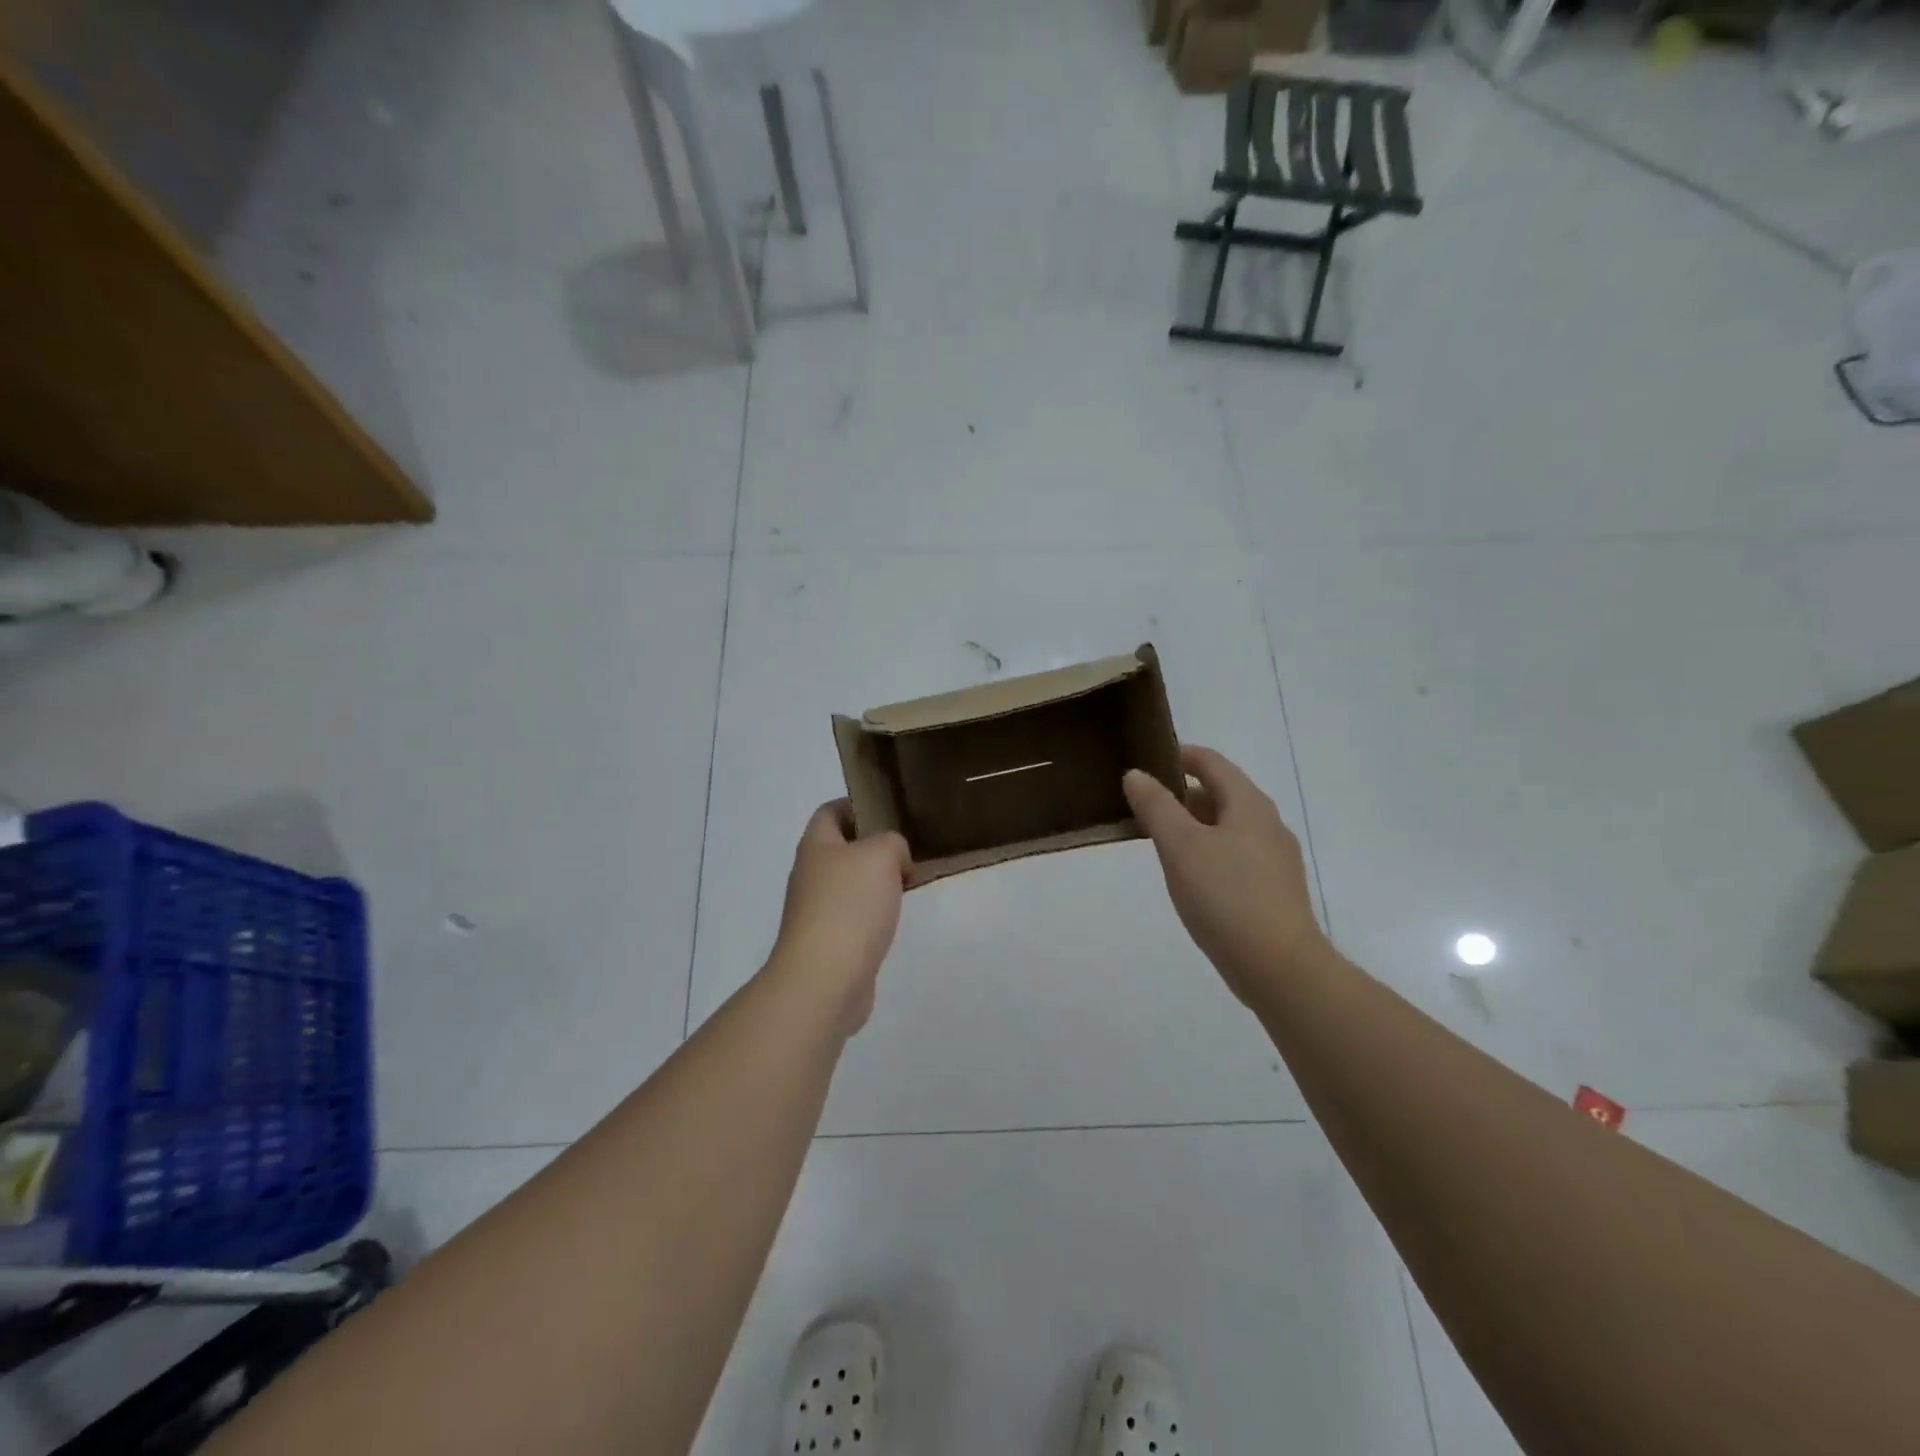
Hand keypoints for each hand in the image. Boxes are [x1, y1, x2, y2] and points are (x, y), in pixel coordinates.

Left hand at [770, 801, 911, 1034]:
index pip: (830, 811)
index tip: (889, 811)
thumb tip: (894, 860)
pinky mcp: (829, 942)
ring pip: (850, 884)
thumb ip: (892, 842)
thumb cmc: (849, 906)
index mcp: (816, 846)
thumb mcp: (881, 854)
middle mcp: (810, 875)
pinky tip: (894, 919)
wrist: (825, 979)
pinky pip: (854, 916)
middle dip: (873, 846)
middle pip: (841, 849)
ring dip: (876, 882)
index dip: (856, 805)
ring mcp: (816, 911)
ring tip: (909, 882)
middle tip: (909, 849)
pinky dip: (874, 913)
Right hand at [1123, 746, 1329, 1002]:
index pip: (1212, 762)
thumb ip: (1156, 806)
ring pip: (1228, 826)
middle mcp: (1268, 824)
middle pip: (1221, 793)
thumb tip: (1136, 774)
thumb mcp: (1180, 846)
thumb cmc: (1226, 896)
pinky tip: (1190, 876)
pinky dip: (1209, 851)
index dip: (1179, 755)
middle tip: (1143, 805)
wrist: (1280, 967)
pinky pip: (1236, 855)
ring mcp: (1276, 859)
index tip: (1147, 760)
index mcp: (1249, 804)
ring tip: (1159, 840)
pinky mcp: (1274, 890)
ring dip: (1194, 825)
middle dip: (1182, 794)